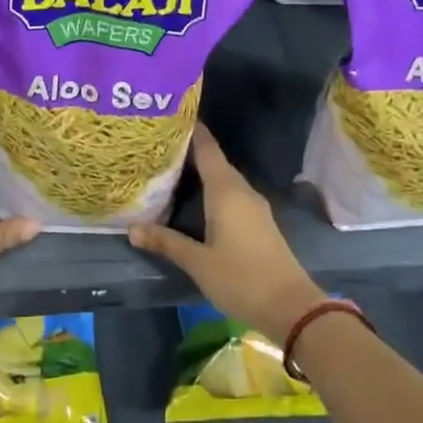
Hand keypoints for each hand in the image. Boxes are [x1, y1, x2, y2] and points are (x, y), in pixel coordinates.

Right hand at [129, 125, 324, 343]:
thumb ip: (166, 242)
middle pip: (215, 161)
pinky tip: (196, 199)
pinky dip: (212, 189)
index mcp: (226, 191)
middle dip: (190, 151)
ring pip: (224, 179)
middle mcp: (242, 191)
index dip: (192, 130)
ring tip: (171, 169)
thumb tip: (131, 229)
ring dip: (201, 171)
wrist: (291, 306)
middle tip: (159, 146)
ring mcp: (254, 206)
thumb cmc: (241, 278)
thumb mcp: (198, 262)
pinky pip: (231, 194)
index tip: (170, 117)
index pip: (207, 149)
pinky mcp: (259, 222)